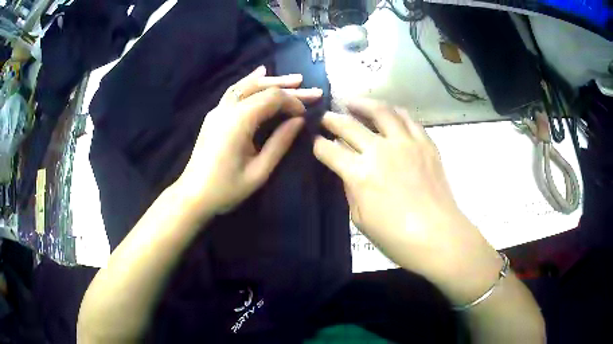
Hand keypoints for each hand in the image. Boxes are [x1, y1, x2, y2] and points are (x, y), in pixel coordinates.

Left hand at [177, 66, 321, 216]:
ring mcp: (218, 109)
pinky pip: (234, 91)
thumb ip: (280, 143)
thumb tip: (299, 121)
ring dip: (271, 81)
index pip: (272, 98)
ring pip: (247, 85)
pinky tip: (260, 74)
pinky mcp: (214, 115)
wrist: (193, 195)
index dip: (293, 101)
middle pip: (262, 87)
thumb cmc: (226, 188)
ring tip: (293, 79)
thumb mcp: (259, 171)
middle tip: (311, 89)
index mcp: (239, 121)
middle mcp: (228, 108)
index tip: (306, 113)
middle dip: (288, 87)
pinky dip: (250, 82)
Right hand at [314, 99, 500, 302]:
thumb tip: (348, 172)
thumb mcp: (361, 220)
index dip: (319, 146)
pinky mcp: (425, 143)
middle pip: (349, 126)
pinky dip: (394, 111)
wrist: (438, 236)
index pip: (330, 151)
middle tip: (326, 117)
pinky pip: (408, 119)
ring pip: (380, 111)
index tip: (315, 142)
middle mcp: (380, 151)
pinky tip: (388, 112)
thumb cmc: (396, 237)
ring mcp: (405, 144)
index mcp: (360, 175)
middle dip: (332, 119)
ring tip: (353, 102)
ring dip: (362, 104)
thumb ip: (351, 191)